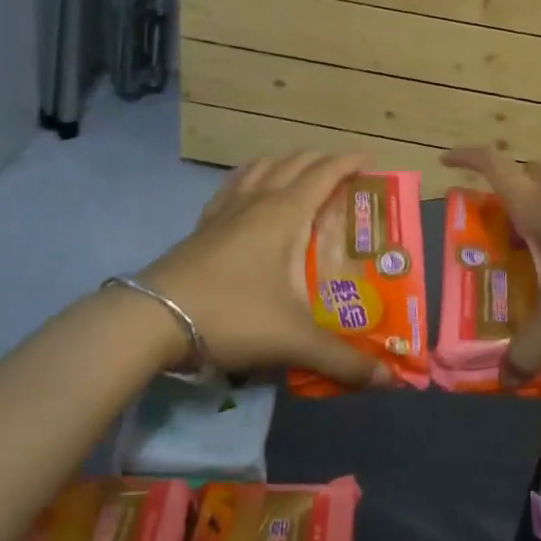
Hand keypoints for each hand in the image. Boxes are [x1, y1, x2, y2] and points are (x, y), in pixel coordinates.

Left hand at [138, 152, 395, 389]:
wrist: (152, 321)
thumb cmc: (232, 316)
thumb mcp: (293, 340)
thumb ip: (342, 359)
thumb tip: (389, 379)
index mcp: (286, 213)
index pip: (325, 172)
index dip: (350, 161)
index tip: (372, 160)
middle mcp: (258, 200)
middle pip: (294, 162)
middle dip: (323, 161)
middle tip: (344, 179)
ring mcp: (225, 209)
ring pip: (261, 166)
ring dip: (287, 164)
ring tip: (301, 180)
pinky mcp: (202, 225)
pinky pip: (233, 185)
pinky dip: (252, 178)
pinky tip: (251, 196)